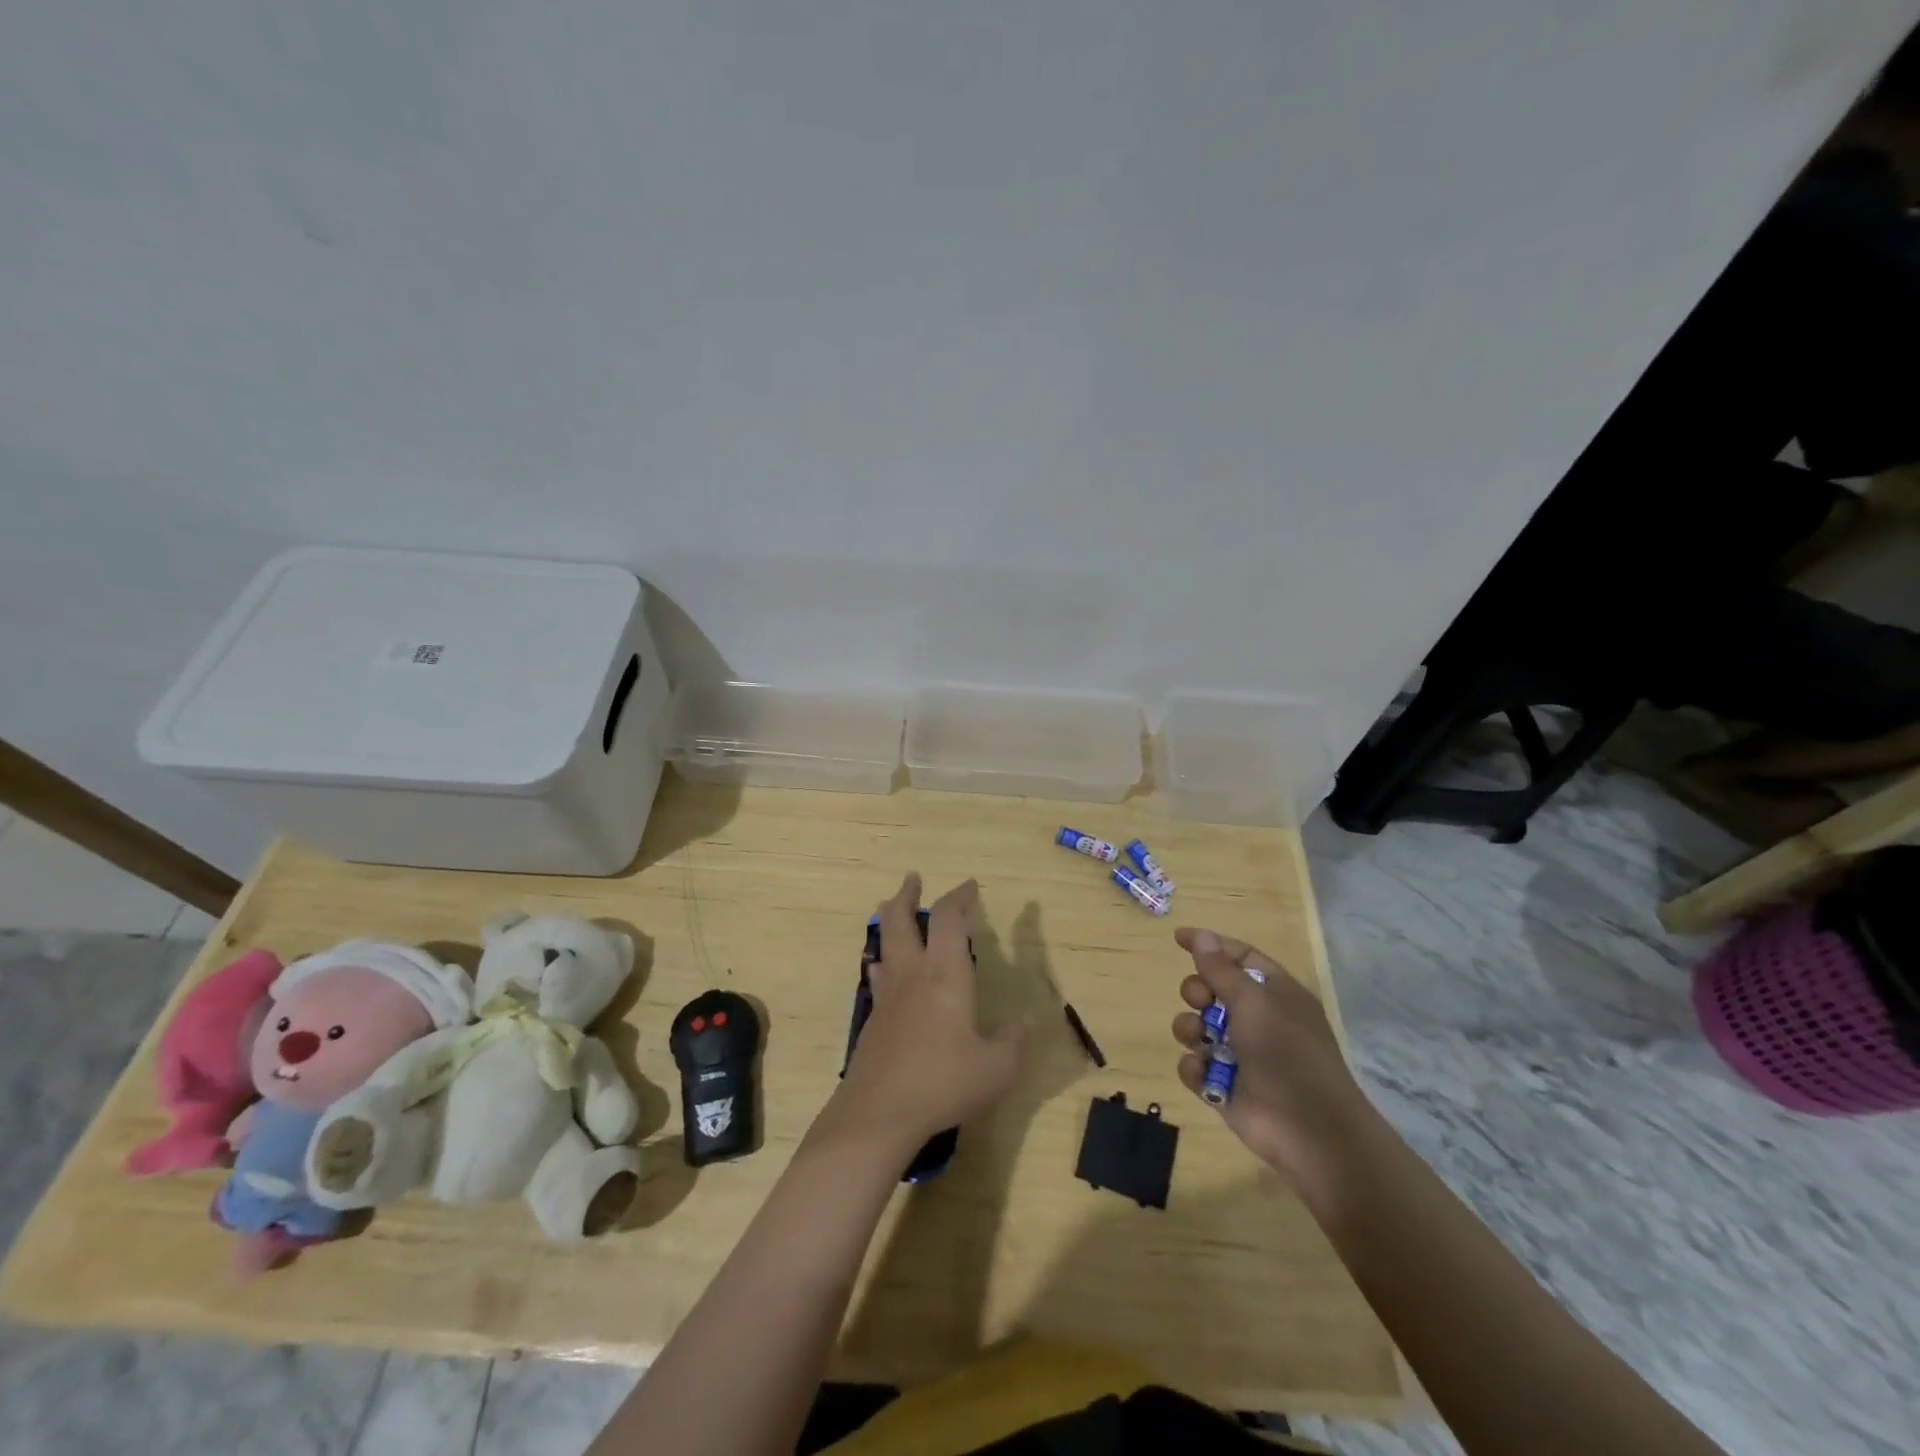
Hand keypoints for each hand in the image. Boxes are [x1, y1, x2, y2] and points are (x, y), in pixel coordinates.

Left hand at [822, 873, 1026, 1155]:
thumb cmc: (943, 1083)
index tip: (971, 887)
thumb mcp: (997, 1069)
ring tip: (891, 907)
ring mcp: (889, 995)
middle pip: (901, 920)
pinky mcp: (874, 1019)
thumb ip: (1015, 1042)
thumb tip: (1025, 1022)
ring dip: (889, 920)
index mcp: (946, 975)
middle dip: (907, 895)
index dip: (959, 897)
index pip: (948, 920)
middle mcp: (914, 974)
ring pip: (884, 943)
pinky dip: (882, 960)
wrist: (879, 1112)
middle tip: (912, 878)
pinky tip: (883, 968)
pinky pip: (878, 975)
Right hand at [1170, 927, 1367, 1194]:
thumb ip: (1221, 969)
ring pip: (1197, 1027)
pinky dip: (1196, 1069)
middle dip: (1197, 991)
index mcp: (1276, 994)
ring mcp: (1240, 1055)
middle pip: (1212, 990)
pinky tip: (1204, 1075)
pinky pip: (1195, 1067)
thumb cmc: (1287, 1053)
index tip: (1178, 939)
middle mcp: (1257, 1020)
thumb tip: (1202, 936)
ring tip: (1199, 1040)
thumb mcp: (1254, 1002)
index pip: (1240, 958)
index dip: (1211, 946)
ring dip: (1191, 1029)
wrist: (1310, 1131)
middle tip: (1200, 1000)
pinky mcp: (1224, 1087)